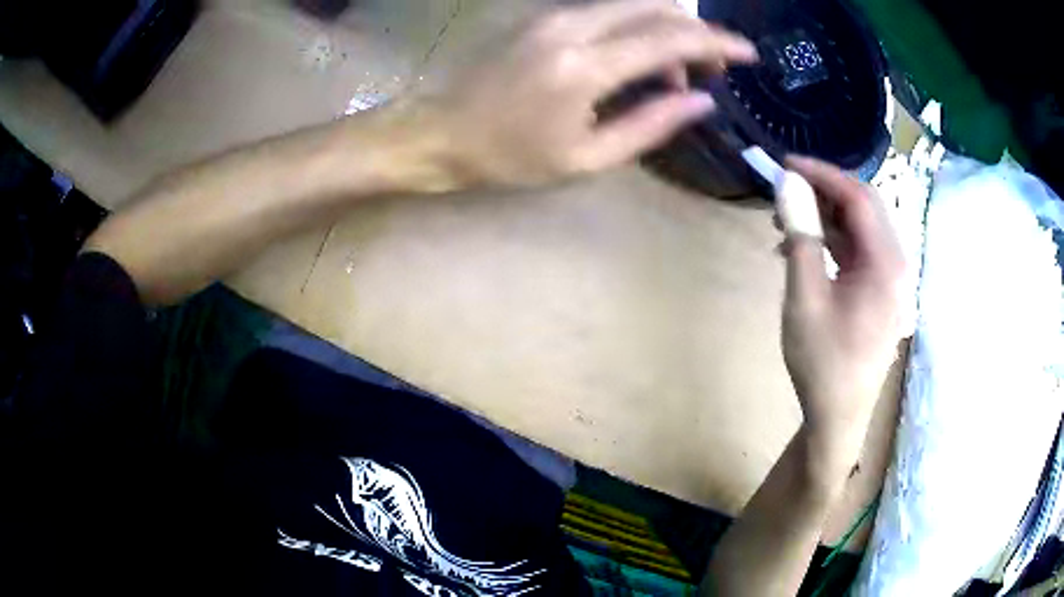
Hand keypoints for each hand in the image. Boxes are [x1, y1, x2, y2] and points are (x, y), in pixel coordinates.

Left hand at [410, 0, 756, 189]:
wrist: (439, 132)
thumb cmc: (509, 157)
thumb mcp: (586, 158)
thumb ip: (650, 125)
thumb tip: (699, 100)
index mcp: (583, 67)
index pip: (670, 38)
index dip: (717, 43)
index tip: (749, 54)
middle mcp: (571, 26)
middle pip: (655, 7)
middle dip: (696, 32)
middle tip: (712, 68)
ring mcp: (552, 15)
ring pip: (631, 4)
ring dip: (665, 32)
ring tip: (671, 76)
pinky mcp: (541, 16)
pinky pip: (605, 11)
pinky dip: (634, 29)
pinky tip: (635, 62)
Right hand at [780, 157, 904, 455]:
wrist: (838, 416)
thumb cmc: (822, 362)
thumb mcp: (804, 297)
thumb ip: (801, 236)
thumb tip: (788, 183)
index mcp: (886, 265)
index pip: (859, 197)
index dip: (822, 173)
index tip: (785, 163)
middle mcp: (897, 265)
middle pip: (865, 208)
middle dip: (825, 191)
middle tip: (786, 189)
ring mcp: (892, 280)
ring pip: (862, 229)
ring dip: (827, 216)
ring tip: (787, 221)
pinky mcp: (882, 292)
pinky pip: (860, 252)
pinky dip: (833, 241)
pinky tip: (805, 249)